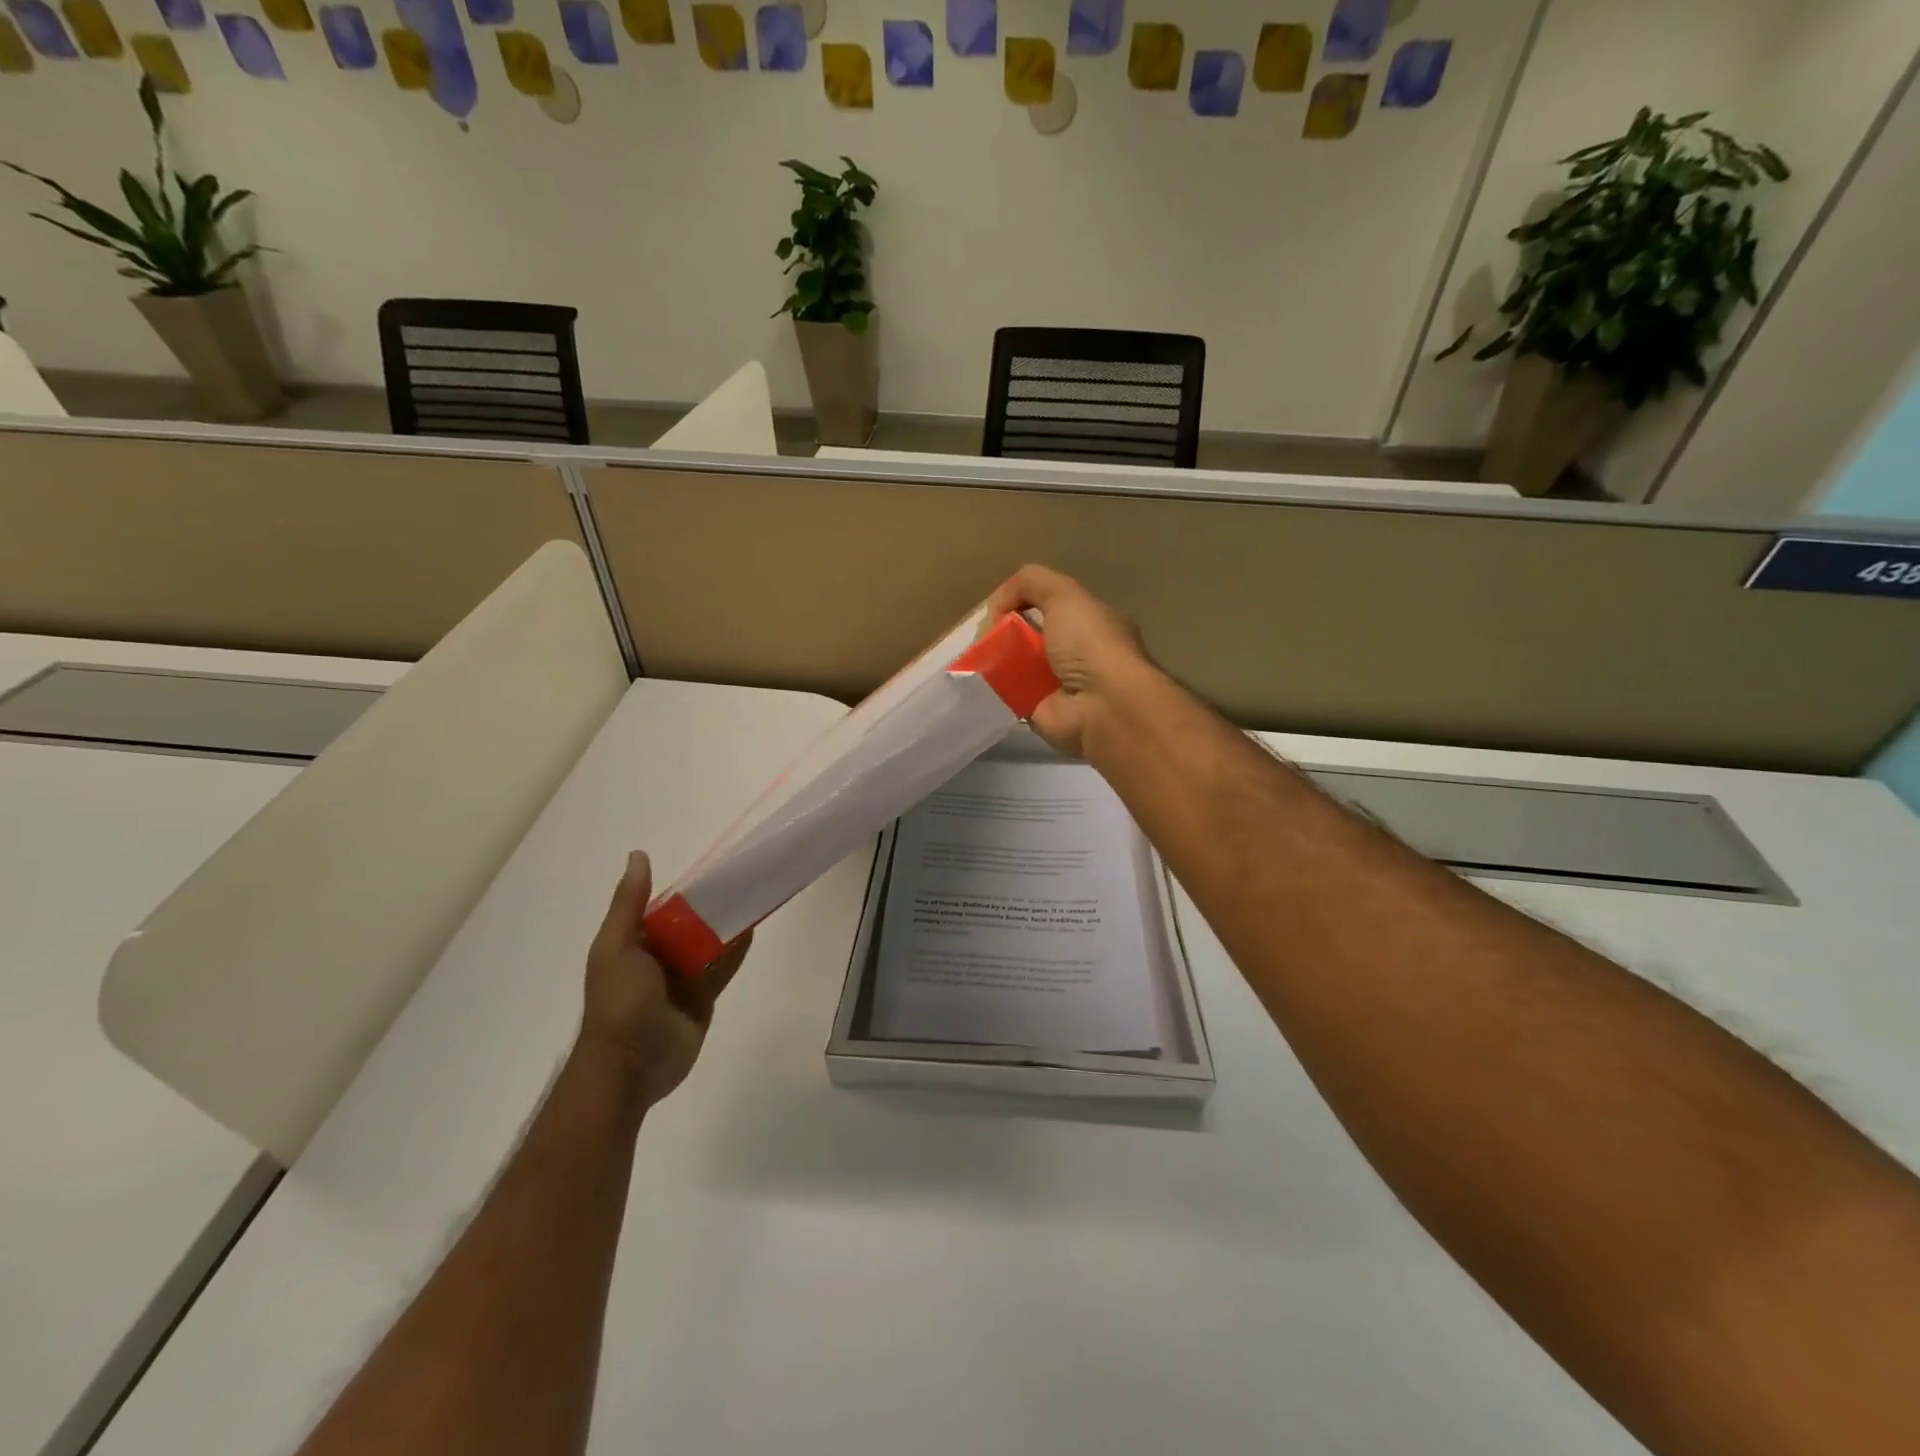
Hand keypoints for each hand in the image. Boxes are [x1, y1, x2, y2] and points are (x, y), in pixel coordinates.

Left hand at [579, 852, 749, 1108]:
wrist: (629, 1067)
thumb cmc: (619, 1002)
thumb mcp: (616, 947)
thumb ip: (629, 904)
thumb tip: (638, 854)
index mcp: (636, 941)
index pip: (666, 906)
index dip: (690, 887)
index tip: (717, 865)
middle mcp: (660, 955)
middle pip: (693, 922)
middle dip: (715, 903)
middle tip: (746, 877)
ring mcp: (683, 978)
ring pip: (711, 943)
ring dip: (730, 923)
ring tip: (756, 895)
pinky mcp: (703, 998)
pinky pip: (723, 968)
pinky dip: (737, 950)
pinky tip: (754, 927)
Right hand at [986, 564, 1157, 758]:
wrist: (1102, 706)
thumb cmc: (1090, 645)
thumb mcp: (1064, 595)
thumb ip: (1031, 583)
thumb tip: (999, 604)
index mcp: (1091, 623)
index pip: (1052, 607)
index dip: (1022, 603)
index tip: (999, 610)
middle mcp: (1077, 653)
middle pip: (1030, 636)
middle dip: (1004, 632)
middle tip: (981, 635)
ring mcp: (1058, 684)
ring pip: (1016, 665)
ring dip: (995, 660)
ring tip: (974, 655)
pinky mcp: (1039, 710)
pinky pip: (1009, 694)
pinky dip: (992, 689)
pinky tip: (976, 680)